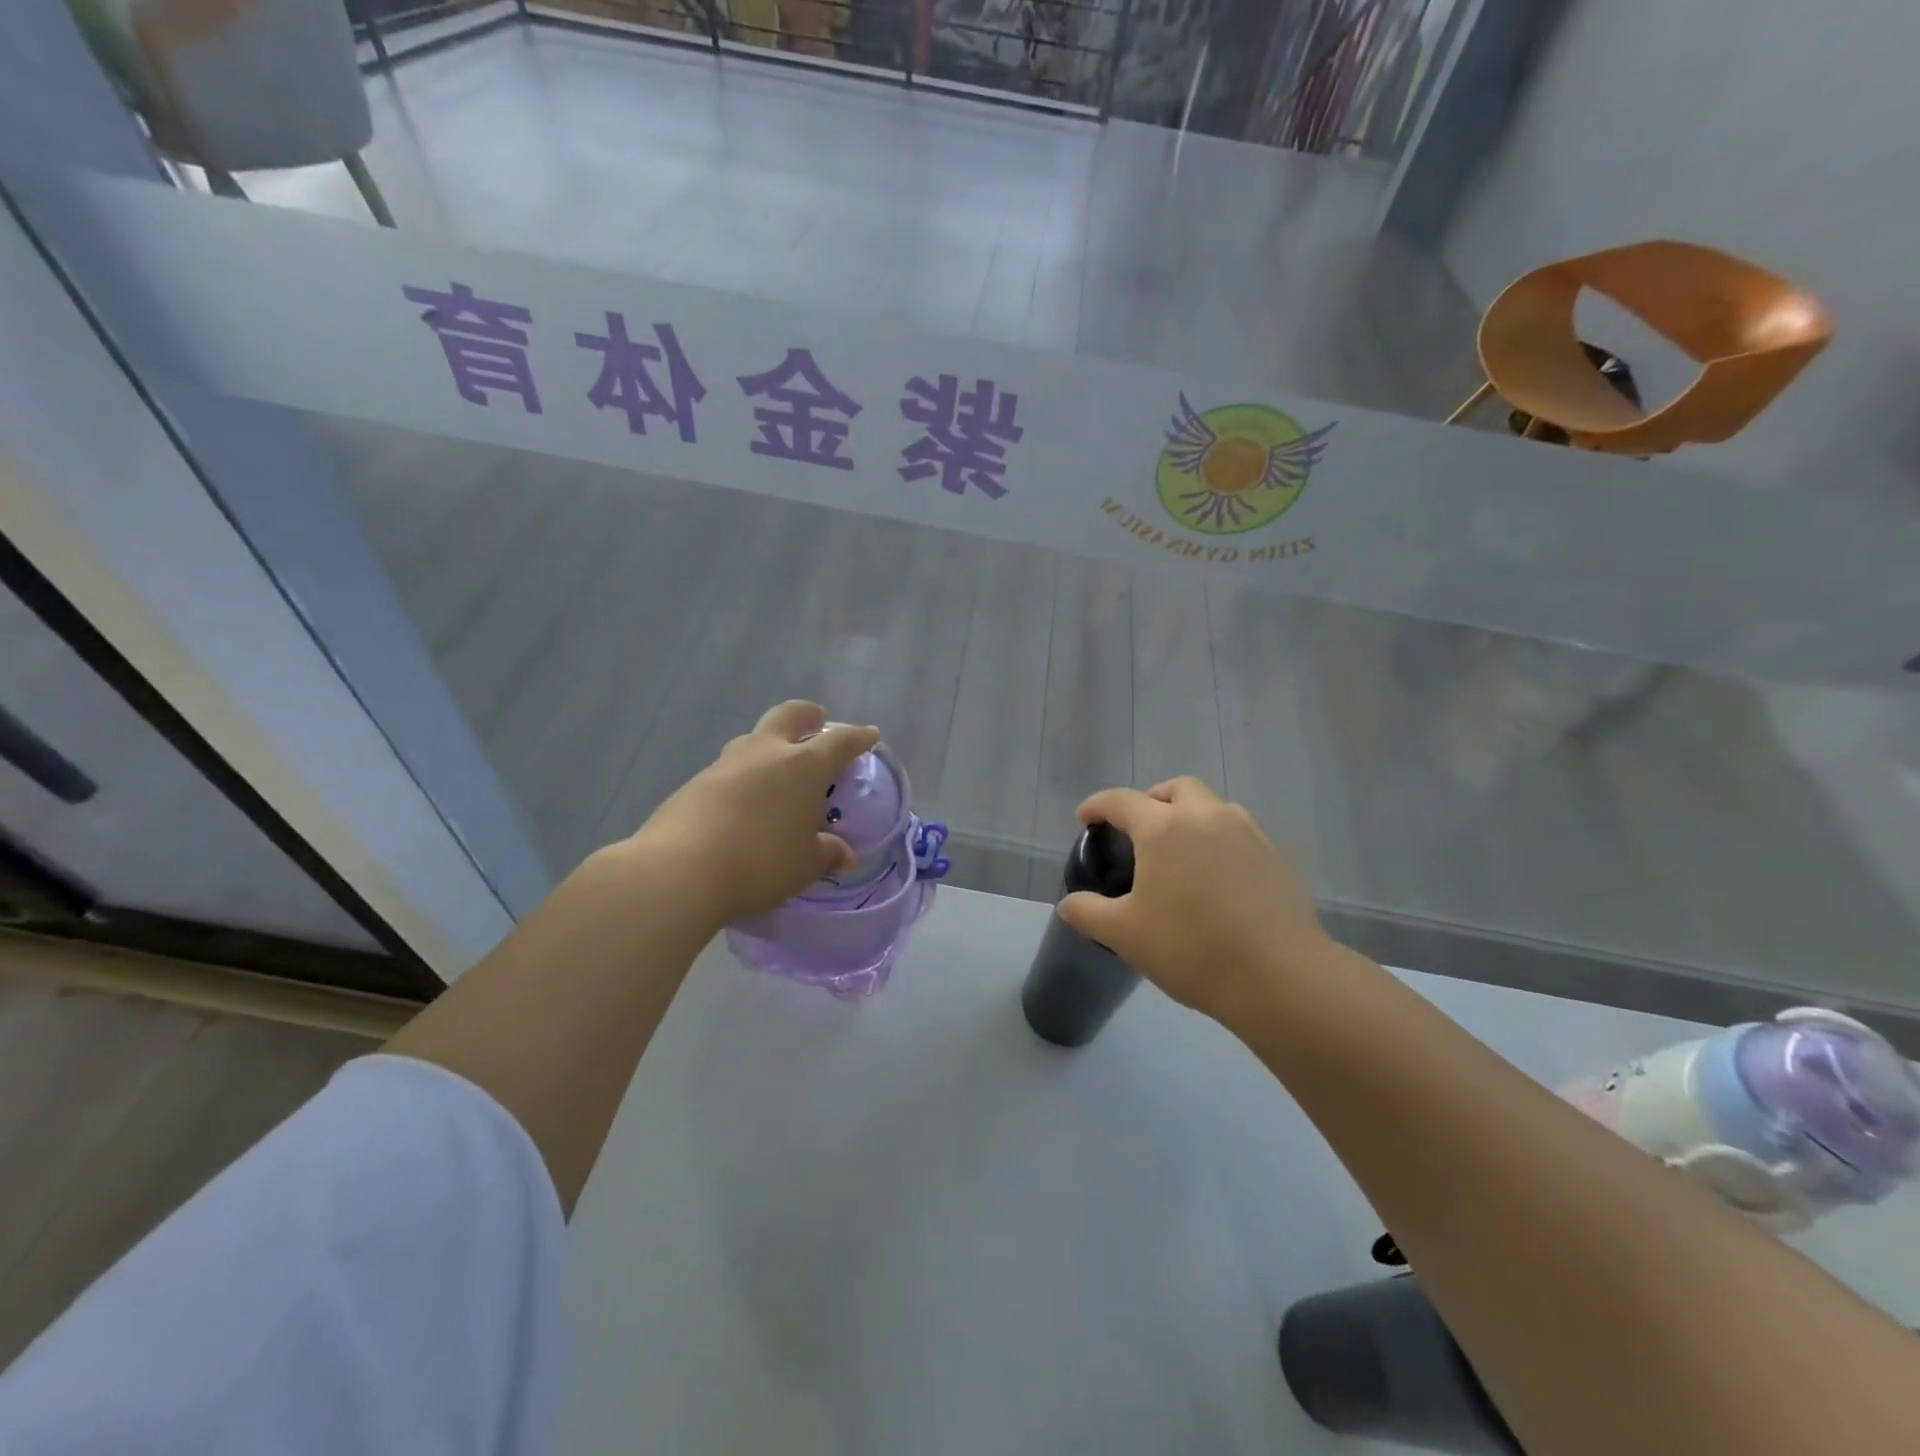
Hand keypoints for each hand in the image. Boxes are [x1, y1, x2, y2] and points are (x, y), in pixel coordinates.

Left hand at [625, 701, 879, 926]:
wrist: (679, 870)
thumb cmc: (760, 863)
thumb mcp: (805, 865)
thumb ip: (827, 854)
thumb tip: (845, 855)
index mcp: (802, 766)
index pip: (839, 742)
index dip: (857, 737)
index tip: (869, 735)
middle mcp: (764, 753)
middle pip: (788, 716)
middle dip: (807, 715)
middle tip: (817, 721)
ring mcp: (725, 764)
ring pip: (754, 740)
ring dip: (771, 746)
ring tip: (779, 772)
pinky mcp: (695, 784)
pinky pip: (729, 770)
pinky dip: (744, 777)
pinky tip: (744, 804)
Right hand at [1056, 777, 1331, 1028]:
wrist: (1281, 977)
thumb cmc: (1192, 950)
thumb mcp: (1125, 935)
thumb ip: (1088, 913)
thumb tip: (1069, 904)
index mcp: (1164, 828)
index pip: (1121, 801)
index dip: (1097, 806)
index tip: (1085, 819)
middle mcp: (1207, 817)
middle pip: (1176, 788)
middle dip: (1152, 799)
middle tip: (1139, 829)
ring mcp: (1248, 833)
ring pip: (1214, 807)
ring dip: (1190, 817)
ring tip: (1180, 852)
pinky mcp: (1276, 857)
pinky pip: (1240, 833)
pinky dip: (1220, 841)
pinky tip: (1217, 877)